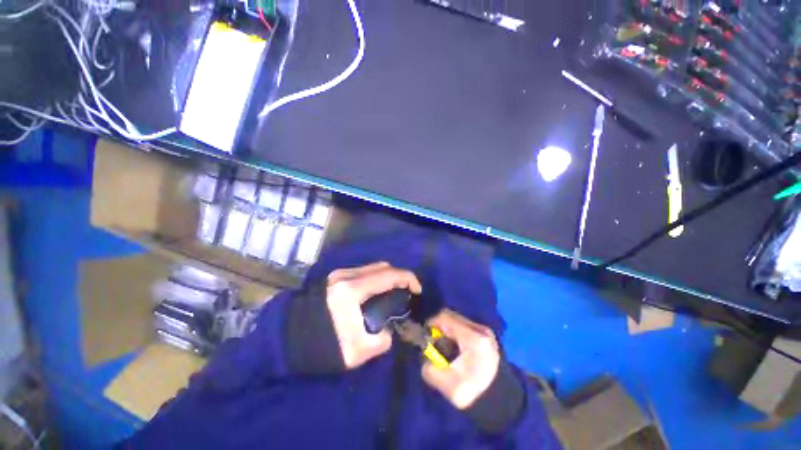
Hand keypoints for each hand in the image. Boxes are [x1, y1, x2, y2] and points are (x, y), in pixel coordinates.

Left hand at [326, 262, 421, 368]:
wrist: (285, 339)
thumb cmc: (320, 347)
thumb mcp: (356, 353)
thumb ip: (381, 341)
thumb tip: (389, 330)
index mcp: (352, 290)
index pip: (388, 275)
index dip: (408, 279)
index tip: (418, 290)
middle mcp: (346, 275)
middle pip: (382, 266)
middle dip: (399, 276)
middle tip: (406, 292)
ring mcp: (339, 273)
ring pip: (372, 267)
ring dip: (386, 276)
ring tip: (391, 293)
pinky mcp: (334, 277)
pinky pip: (362, 271)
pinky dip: (374, 278)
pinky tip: (374, 293)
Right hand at [421, 310, 499, 409]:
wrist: (501, 401)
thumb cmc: (475, 393)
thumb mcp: (448, 386)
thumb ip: (430, 369)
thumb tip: (424, 358)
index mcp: (472, 338)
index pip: (446, 318)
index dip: (431, 322)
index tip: (423, 333)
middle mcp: (480, 329)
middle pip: (452, 316)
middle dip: (438, 325)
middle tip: (431, 339)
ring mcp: (484, 331)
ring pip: (458, 319)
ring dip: (447, 328)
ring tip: (442, 343)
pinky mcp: (485, 335)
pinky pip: (464, 325)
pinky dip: (455, 331)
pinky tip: (453, 345)